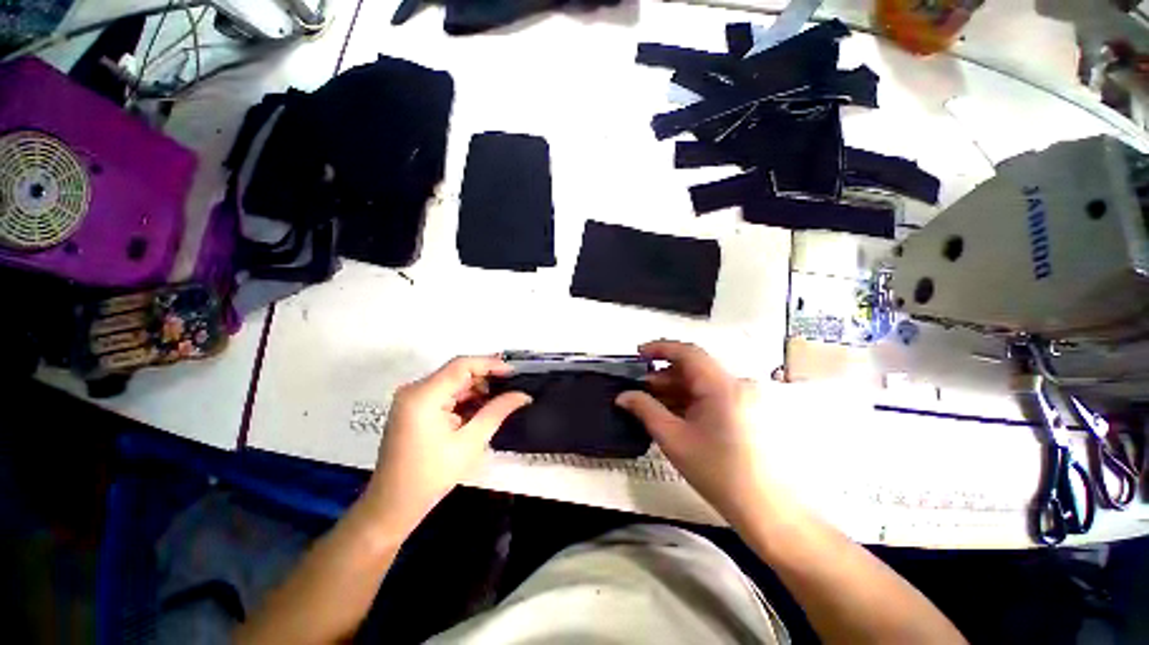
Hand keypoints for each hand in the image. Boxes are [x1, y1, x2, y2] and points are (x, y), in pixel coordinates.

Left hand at [363, 356, 530, 538]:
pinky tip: (482, 408)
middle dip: (486, 378)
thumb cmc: (431, 475)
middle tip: (512, 387)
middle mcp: (414, 390)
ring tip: (502, 399)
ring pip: (452, 383)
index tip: (514, 373)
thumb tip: (522, 395)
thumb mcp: (470, 442)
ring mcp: (412, 399)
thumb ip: (497, 411)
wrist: (393, 505)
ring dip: (476, 389)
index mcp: (423, 396)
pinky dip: (464, 399)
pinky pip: (445, 394)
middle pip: (457, 372)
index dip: (490, 364)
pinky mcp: (414, 408)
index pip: (461, 365)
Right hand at [616, 341, 768, 525]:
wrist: (763, 509)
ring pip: (700, 382)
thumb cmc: (716, 472)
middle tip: (640, 388)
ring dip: (674, 388)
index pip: (688, 352)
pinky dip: (688, 399)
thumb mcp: (673, 438)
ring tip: (651, 402)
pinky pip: (710, 395)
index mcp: (721, 386)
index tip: (638, 353)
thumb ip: (645, 410)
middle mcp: (734, 384)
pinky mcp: (742, 410)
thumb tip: (622, 396)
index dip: (660, 348)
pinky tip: (671, 412)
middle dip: (663, 375)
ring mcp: (741, 397)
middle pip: (693, 367)